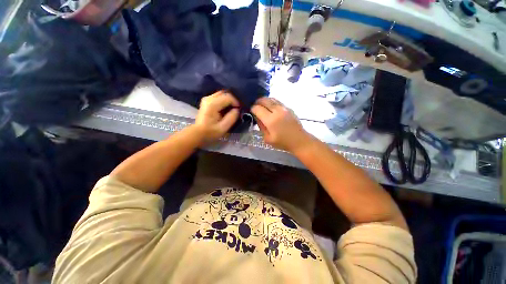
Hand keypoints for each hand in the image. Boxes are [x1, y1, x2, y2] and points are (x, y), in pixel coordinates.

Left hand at [194, 91, 239, 142]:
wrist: (198, 133)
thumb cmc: (210, 132)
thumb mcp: (223, 128)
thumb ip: (232, 118)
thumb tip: (237, 110)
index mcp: (213, 104)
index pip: (228, 97)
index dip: (236, 102)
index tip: (239, 110)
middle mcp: (209, 98)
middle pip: (225, 93)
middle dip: (233, 100)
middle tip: (237, 109)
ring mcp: (207, 99)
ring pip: (222, 94)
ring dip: (228, 100)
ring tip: (232, 109)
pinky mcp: (207, 101)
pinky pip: (218, 97)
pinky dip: (224, 101)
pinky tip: (226, 109)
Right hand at [251, 97, 311, 152]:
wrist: (299, 140)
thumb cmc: (282, 142)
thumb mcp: (267, 138)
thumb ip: (261, 126)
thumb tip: (257, 117)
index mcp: (270, 120)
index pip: (257, 108)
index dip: (252, 109)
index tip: (251, 111)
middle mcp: (277, 111)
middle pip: (264, 100)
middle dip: (257, 102)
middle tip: (255, 107)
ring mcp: (284, 108)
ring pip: (271, 99)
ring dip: (264, 100)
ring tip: (262, 106)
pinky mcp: (289, 108)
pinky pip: (278, 101)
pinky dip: (271, 102)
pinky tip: (271, 107)